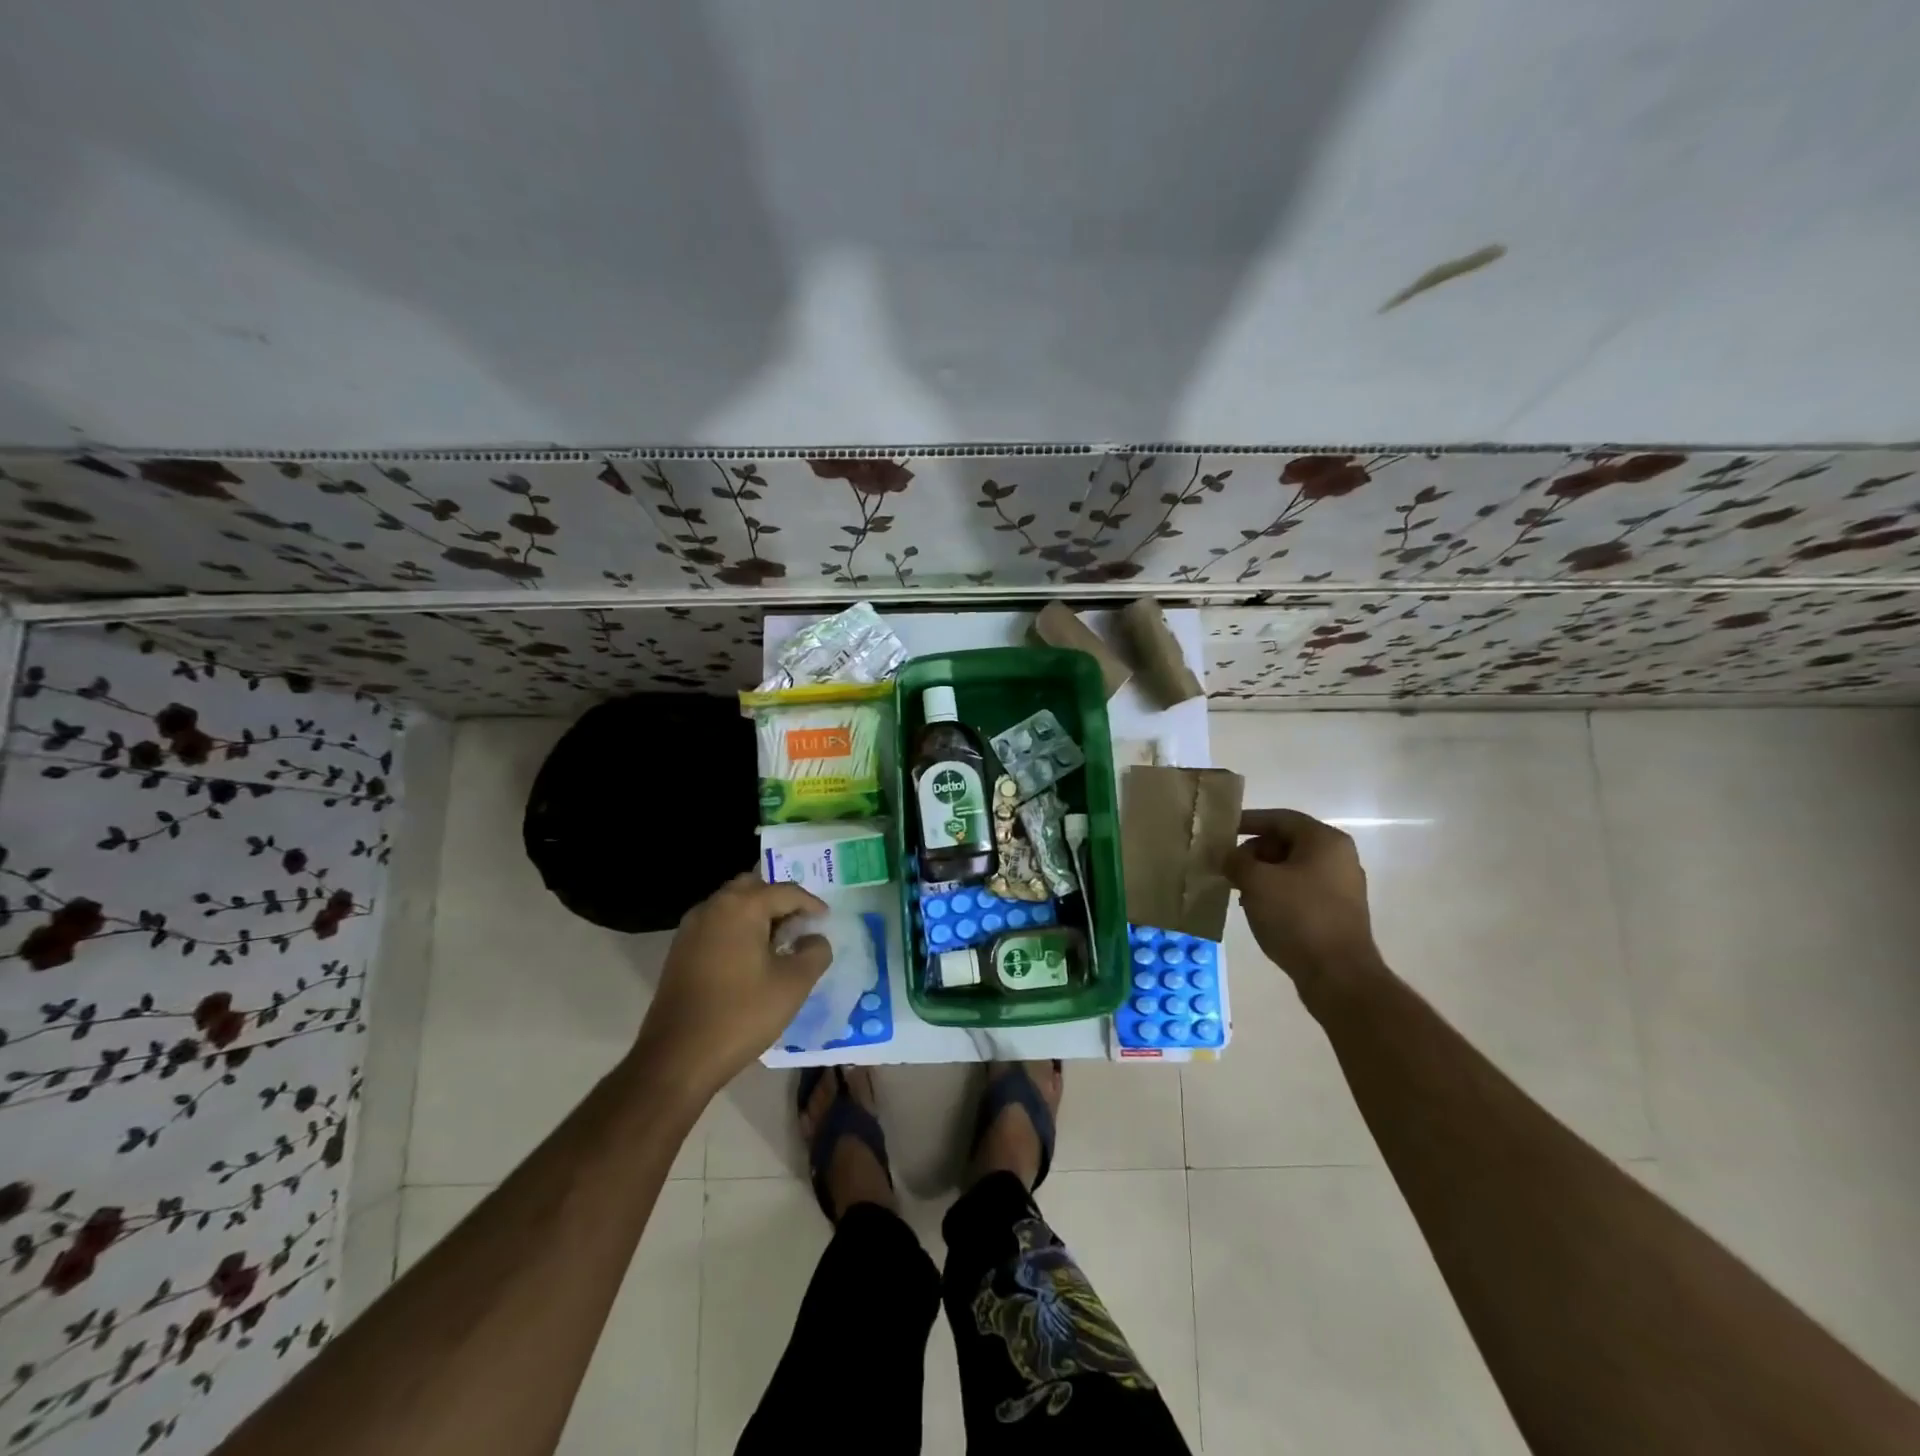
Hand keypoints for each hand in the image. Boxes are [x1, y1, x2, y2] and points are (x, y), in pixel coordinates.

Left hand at [630, 873, 832, 1101]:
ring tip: (779, 942)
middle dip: (780, 900)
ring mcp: (691, 928)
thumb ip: (815, 952)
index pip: (785, 891)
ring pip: (732, 905)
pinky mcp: (680, 951)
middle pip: (753, 887)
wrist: (677, 1058)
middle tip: (800, 923)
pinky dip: (738, 929)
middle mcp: (712, 907)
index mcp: (741, 907)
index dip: (811, 903)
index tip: (826, 920)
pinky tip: (751, 958)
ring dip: (757, 914)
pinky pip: (717, 924)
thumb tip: (814, 939)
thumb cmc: (741, 1015)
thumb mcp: (793, 984)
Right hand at [1225, 809, 1381, 991]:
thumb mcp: (1256, 881)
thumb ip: (1236, 860)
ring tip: (1239, 890)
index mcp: (1324, 841)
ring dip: (1263, 874)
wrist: (1337, 975)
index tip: (1222, 831)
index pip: (1280, 818)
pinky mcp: (1337, 912)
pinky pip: (1301, 890)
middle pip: (1287, 842)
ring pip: (1292, 868)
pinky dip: (1277, 892)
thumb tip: (1228, 856)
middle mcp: (1339, 858)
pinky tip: (1258, 909)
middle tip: (1228, 867)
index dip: (1248, 821)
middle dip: (1253, 852)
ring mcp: (1341, 886)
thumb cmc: (1297, 916)